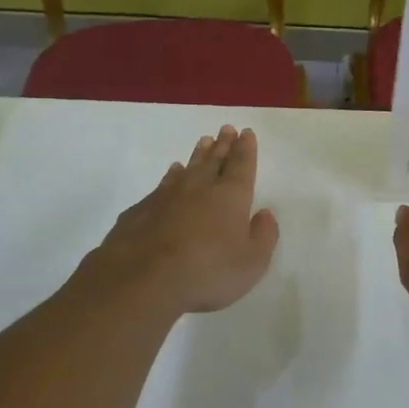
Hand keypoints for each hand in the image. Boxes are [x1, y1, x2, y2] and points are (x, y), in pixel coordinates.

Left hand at [82, 126, 279, 314]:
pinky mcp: (143, 209)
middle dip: (223, 144)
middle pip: (214, 160)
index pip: (242, 165)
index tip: (246, 133)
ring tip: (203, 141)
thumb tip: (265, 213)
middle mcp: (200, 187)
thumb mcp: (251, 263)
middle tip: (226, 129)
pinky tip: (172, 172)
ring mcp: (168, 196)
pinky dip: (172, 175)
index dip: (246, 149)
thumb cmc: (207, 272)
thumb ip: (263, 236)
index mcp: (231, 196)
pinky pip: (164, 184)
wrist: (143, 278)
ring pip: (188, 168)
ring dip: (198, 154)